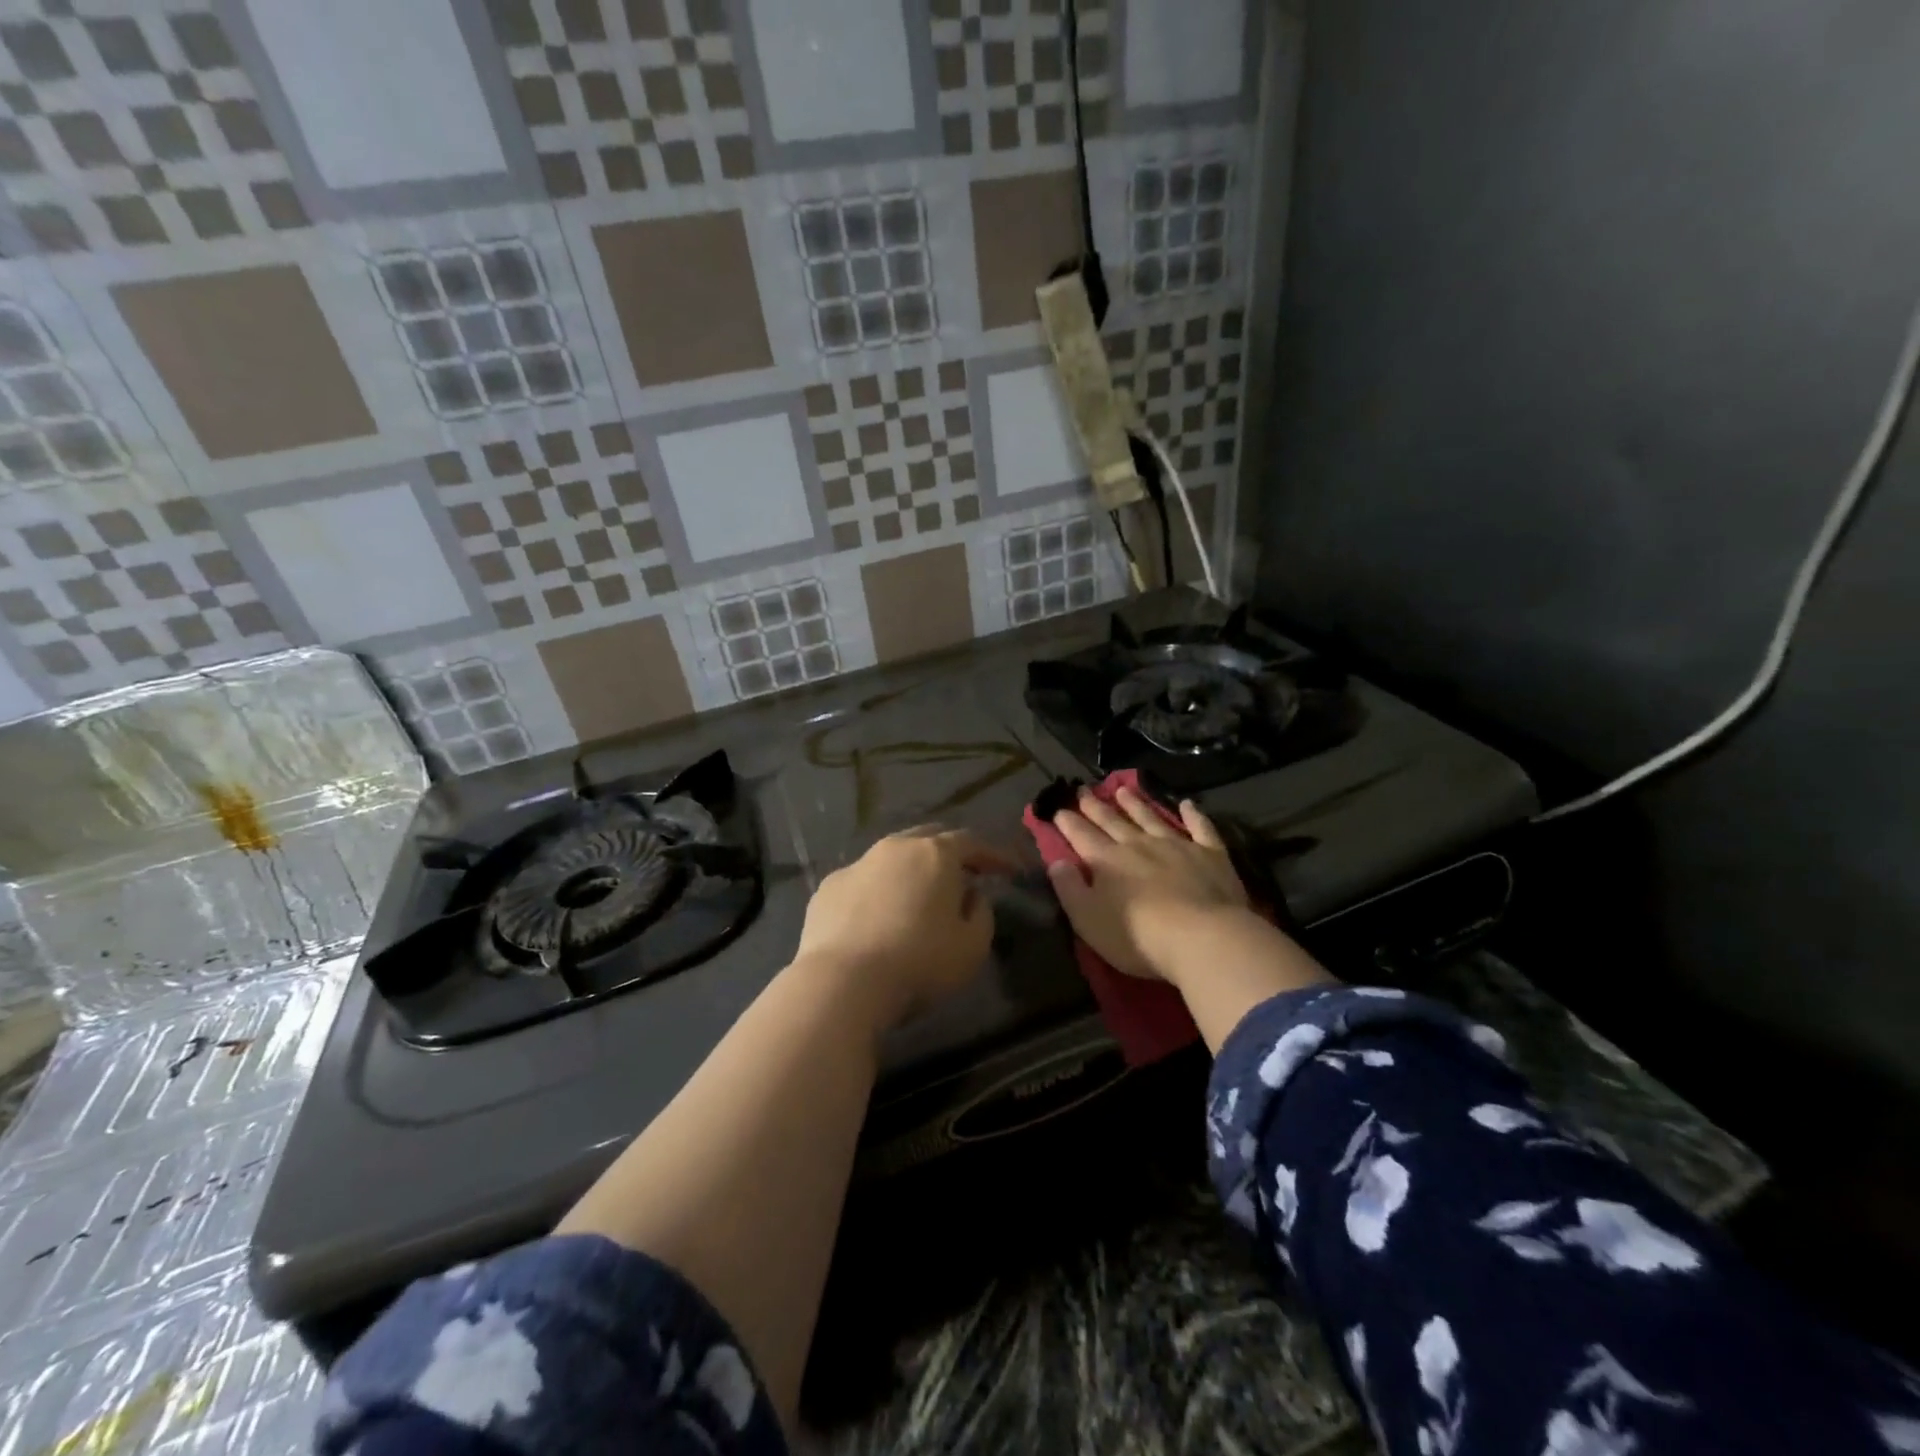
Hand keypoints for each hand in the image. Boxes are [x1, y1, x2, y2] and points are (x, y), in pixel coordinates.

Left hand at [791, 827, 1015, 1032]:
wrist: (843, 982)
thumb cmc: (919, 962)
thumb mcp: (972, 947)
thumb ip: (981, 914)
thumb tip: (971, 895)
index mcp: (935, 854)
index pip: (972, 842)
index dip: (994, 855)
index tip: (1010, 870)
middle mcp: (895, 848)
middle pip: (929, 838)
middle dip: (951, 852)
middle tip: (965, 874)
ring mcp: (858, 864)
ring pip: (893, 856)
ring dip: (912, 869)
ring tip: (921, 894)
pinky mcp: (829, 887)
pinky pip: (864, 881)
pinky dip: (879, 890)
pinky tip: (879, 915)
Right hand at [1048, 788, 1257, 983]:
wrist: (1203, 938)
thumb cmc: (1138, 937)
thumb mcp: (1088, 919)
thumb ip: (1069, 888)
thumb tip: (1056, 862)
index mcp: (1107, 861)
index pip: (1081, 836)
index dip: (1068, 822)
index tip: (1057, 809)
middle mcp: (1138, 845)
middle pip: (1112, 821)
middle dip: (1095, 806)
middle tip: (1083, 790)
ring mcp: (1177, 846)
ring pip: (1150, 818)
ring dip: (1135, 804)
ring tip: (1123, 790)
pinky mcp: (1210, 854)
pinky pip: (1200, 828)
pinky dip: (1193, 814)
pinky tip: (1187, 804)